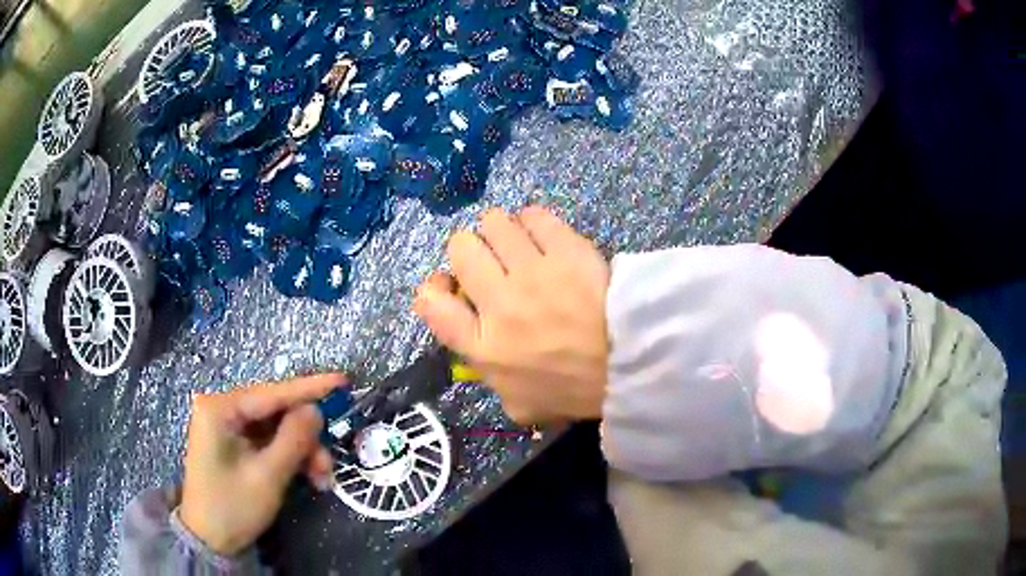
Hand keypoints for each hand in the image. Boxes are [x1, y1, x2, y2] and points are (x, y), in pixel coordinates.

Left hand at [179, 373, 342, 555]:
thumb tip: (316, 410)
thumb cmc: (233, 506)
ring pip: (276, 428)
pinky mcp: (234, 443)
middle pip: (275, 412)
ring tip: (322, 479)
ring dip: (302, 451)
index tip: (343, 380)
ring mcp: (227, 427)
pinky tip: (308, 477)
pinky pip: (268, 441)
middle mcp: (221, 409)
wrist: (210, 539)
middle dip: (307, 436)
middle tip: (330, 462)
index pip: (271, 393)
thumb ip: (293, 440)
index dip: (309, 388)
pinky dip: (290, 457)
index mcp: (220, 409)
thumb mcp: (267, 476)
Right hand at [414, 206, 609, 423]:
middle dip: (469, 251)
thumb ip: (490, 378)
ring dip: (500, 230)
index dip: (433, 288)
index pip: (430, 303)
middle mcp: (498, 302)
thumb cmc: (574, 390)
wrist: (631, 366)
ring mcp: (532, 271)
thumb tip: (479, 349)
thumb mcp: (520, 405)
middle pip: (460, 248)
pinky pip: (533, 215)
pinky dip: (532, 221)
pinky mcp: (565, 249)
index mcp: (482, 346)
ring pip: (493, 222)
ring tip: (518, 244)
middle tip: (491, 262)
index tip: (450, 288)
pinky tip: (543, 235)